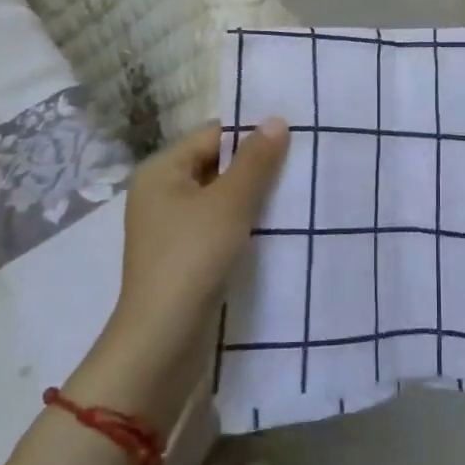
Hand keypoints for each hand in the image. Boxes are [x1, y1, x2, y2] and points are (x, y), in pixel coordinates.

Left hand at [65, 119, 288, 427]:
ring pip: (222, 197)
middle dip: (257, 165)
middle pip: (217, 164)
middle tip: (302, 161)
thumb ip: (255, 160)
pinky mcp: (185, 257)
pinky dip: (245, 223)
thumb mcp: (229, 203)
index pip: (213, 135)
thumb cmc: (192, 259)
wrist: (162, 344)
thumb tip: (277, 119)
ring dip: (254, 196)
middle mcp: (162, 193)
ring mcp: (172, 228)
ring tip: (297, 190)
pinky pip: (220, 226)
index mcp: (162, 170)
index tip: (294, 135)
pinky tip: (277, 225)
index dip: (252, 133)